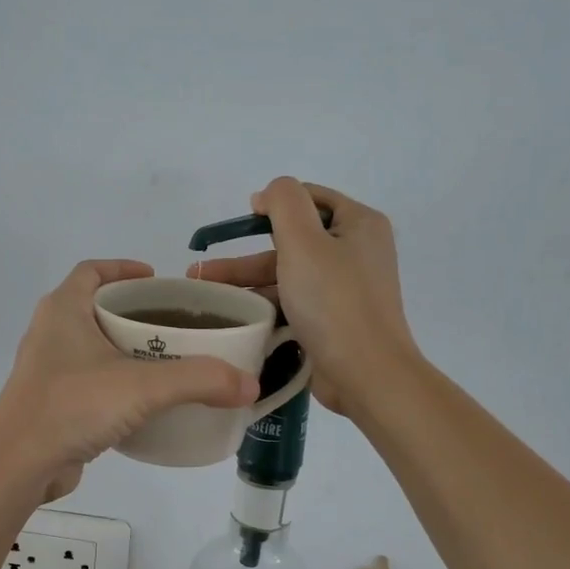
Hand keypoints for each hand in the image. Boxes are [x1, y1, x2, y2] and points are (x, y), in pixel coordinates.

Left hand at [0, 260, 259, 500]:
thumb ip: (199, 380)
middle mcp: (50, 332)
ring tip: (167, 361)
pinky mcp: (50, 402)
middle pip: (95, 307)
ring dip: (124, 348)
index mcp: (64, 309)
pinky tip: (143, 402)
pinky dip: (115, 382)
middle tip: (174, 324)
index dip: (123, 269)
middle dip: (133, 312)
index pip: (92, 270)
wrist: (17, 465)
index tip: (157, 279)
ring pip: (91, 346)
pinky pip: (88, 380)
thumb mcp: (143, 387)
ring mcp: (46, 369)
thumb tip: (250, 384)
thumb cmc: (73, 406)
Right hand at [186, 178, 418, 414]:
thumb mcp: (304, 241)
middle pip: (292, 241)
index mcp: (359, 224)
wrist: (366, 374)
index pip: (310, 198)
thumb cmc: (334, 302)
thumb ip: (284, 203)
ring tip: (206, 297)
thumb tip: (268, 194)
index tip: (242, 221)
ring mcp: (345, 289)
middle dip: (246, 255)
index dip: (274, 205)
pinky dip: (266, 306)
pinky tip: (235, 317)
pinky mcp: (334, 320)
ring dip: (248, 283)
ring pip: (288, 275)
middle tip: (204, 270)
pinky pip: (294, 302)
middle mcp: (356, 251)